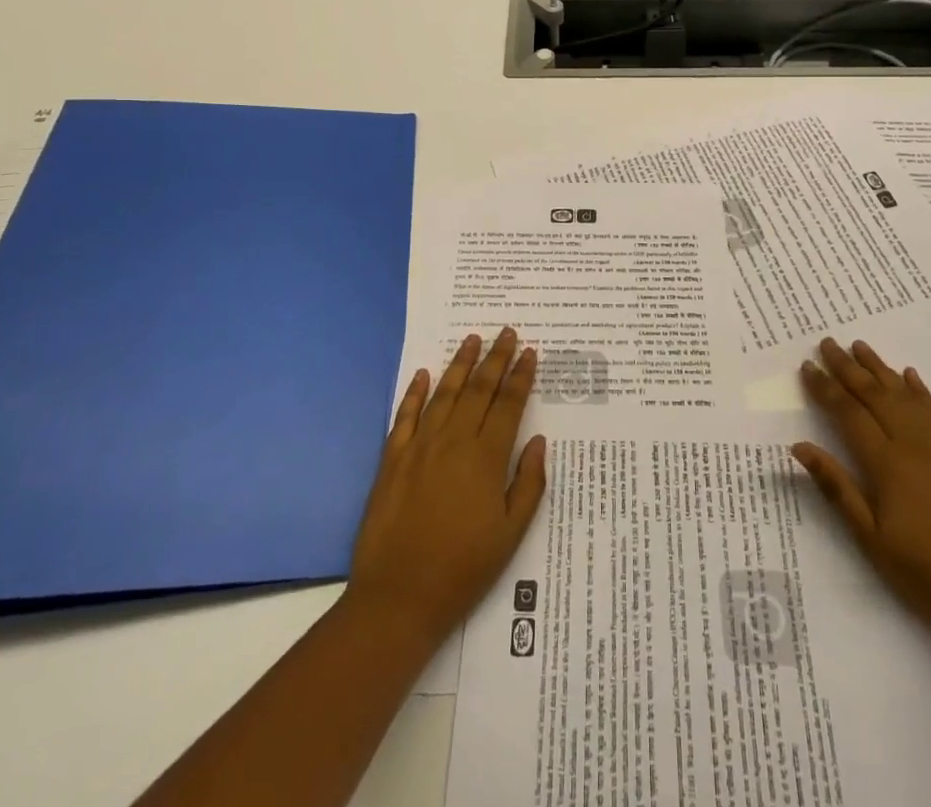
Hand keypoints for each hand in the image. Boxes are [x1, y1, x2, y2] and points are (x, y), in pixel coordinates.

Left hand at [345, 329, 546, 647]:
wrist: (398, 598)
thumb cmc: (463, 569)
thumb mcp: (511, 535)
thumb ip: (528, 484)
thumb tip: (538, 441)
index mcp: (486, 458)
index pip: (508, 405)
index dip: (520, 376)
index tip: (530, 352)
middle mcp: (453, 442)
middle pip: (478, 390)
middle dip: (495, 358)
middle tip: (507, 333)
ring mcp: (419, 447)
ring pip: (444, 393)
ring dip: (460, 364)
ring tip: (472, 339)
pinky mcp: (392, 459)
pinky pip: (405, 415)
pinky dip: (414, 392)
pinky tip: (422, 374)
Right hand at [794, 337, 930, 640]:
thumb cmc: (924, 574)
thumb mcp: (870, 538)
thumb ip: (836, 487)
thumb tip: (799, 446)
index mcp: (886, 464)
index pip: (848, 413)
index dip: (825, 388)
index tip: (807, 367)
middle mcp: (912, 445)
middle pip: (875, 395)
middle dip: (848, 367)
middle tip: (826, 343)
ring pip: (904, 395)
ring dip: (880, 368)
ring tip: (860, 346)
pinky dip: (920, 390)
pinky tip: (910, 376)